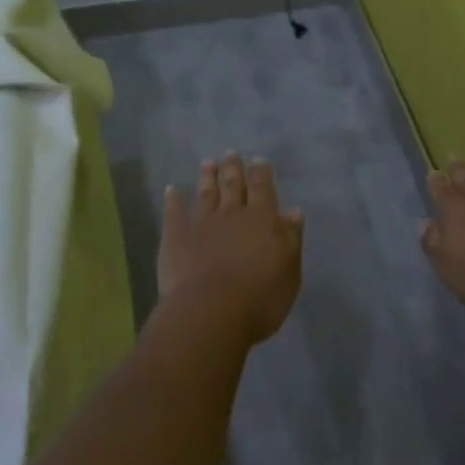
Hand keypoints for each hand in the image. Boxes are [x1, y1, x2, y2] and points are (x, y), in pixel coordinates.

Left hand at [160, 152, 303, 343]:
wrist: (211, 313)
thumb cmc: (259, 299)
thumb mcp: (289, 271)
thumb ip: (291, 238)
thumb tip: (293, 212)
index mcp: (262, 220)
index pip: (263, 188)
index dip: (261, 173)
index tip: (259, 159)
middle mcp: (232, 214)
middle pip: (233, 185)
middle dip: (233, 168)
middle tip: (231, 152)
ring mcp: (201, 223)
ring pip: (205, 193)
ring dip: (207, 177)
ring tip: (207, 163)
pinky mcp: (176, 237)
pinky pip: (174, 213)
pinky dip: (173, 200)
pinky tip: (171, 189)